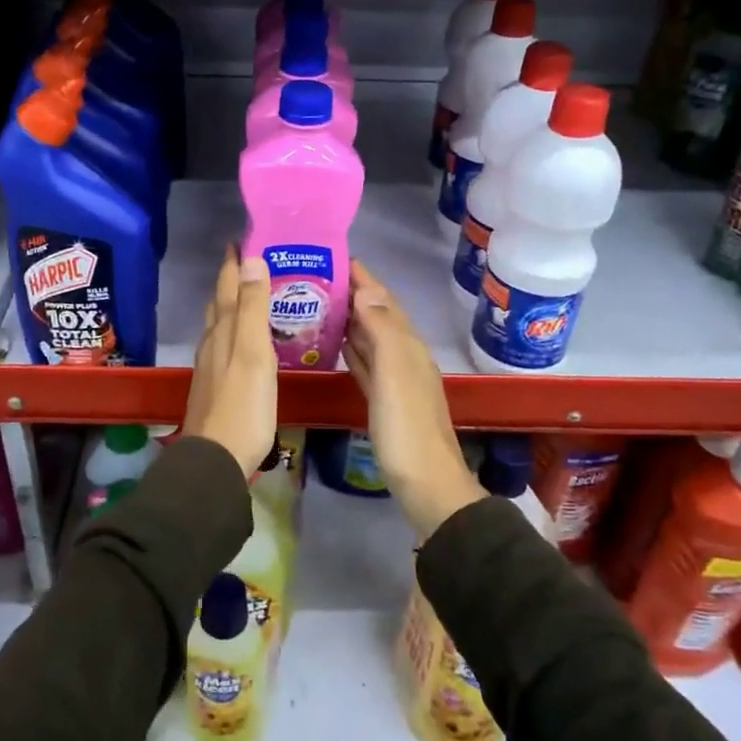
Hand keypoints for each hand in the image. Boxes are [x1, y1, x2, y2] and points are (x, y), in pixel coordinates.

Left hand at [182, 249, 277, 476]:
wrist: (217, 458)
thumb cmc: (243, 405)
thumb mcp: (253, 352)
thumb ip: (252, 308)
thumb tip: (250, 260)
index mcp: (222, 331)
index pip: (226, 287)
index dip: (233, 264)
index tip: (241, 240)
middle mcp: (212, 343)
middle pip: (219, 304)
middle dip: (231, 281)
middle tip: (249, 262)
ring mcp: (210, 367)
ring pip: (218, 326)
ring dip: (230, 306)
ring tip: (248, 296)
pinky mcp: (215, 387)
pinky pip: (224, 347)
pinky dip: (233, 332)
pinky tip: (242, 343)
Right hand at [343, 260, 483, 540]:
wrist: (426, 485)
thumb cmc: (407, 428)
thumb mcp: (394, 373)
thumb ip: (381, 330)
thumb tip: (366, 290)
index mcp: (407, 345)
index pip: (382, 300)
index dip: (362, 277)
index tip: (333, 255)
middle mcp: (404, 356)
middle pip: (376, 315)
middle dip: (351, 293)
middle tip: (314, 278)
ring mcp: (396, 380)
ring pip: (370, 338)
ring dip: (349, 319)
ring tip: (317, 304)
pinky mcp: (384, 401)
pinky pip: (366, 364)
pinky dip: (352, 349)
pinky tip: (336, 345)